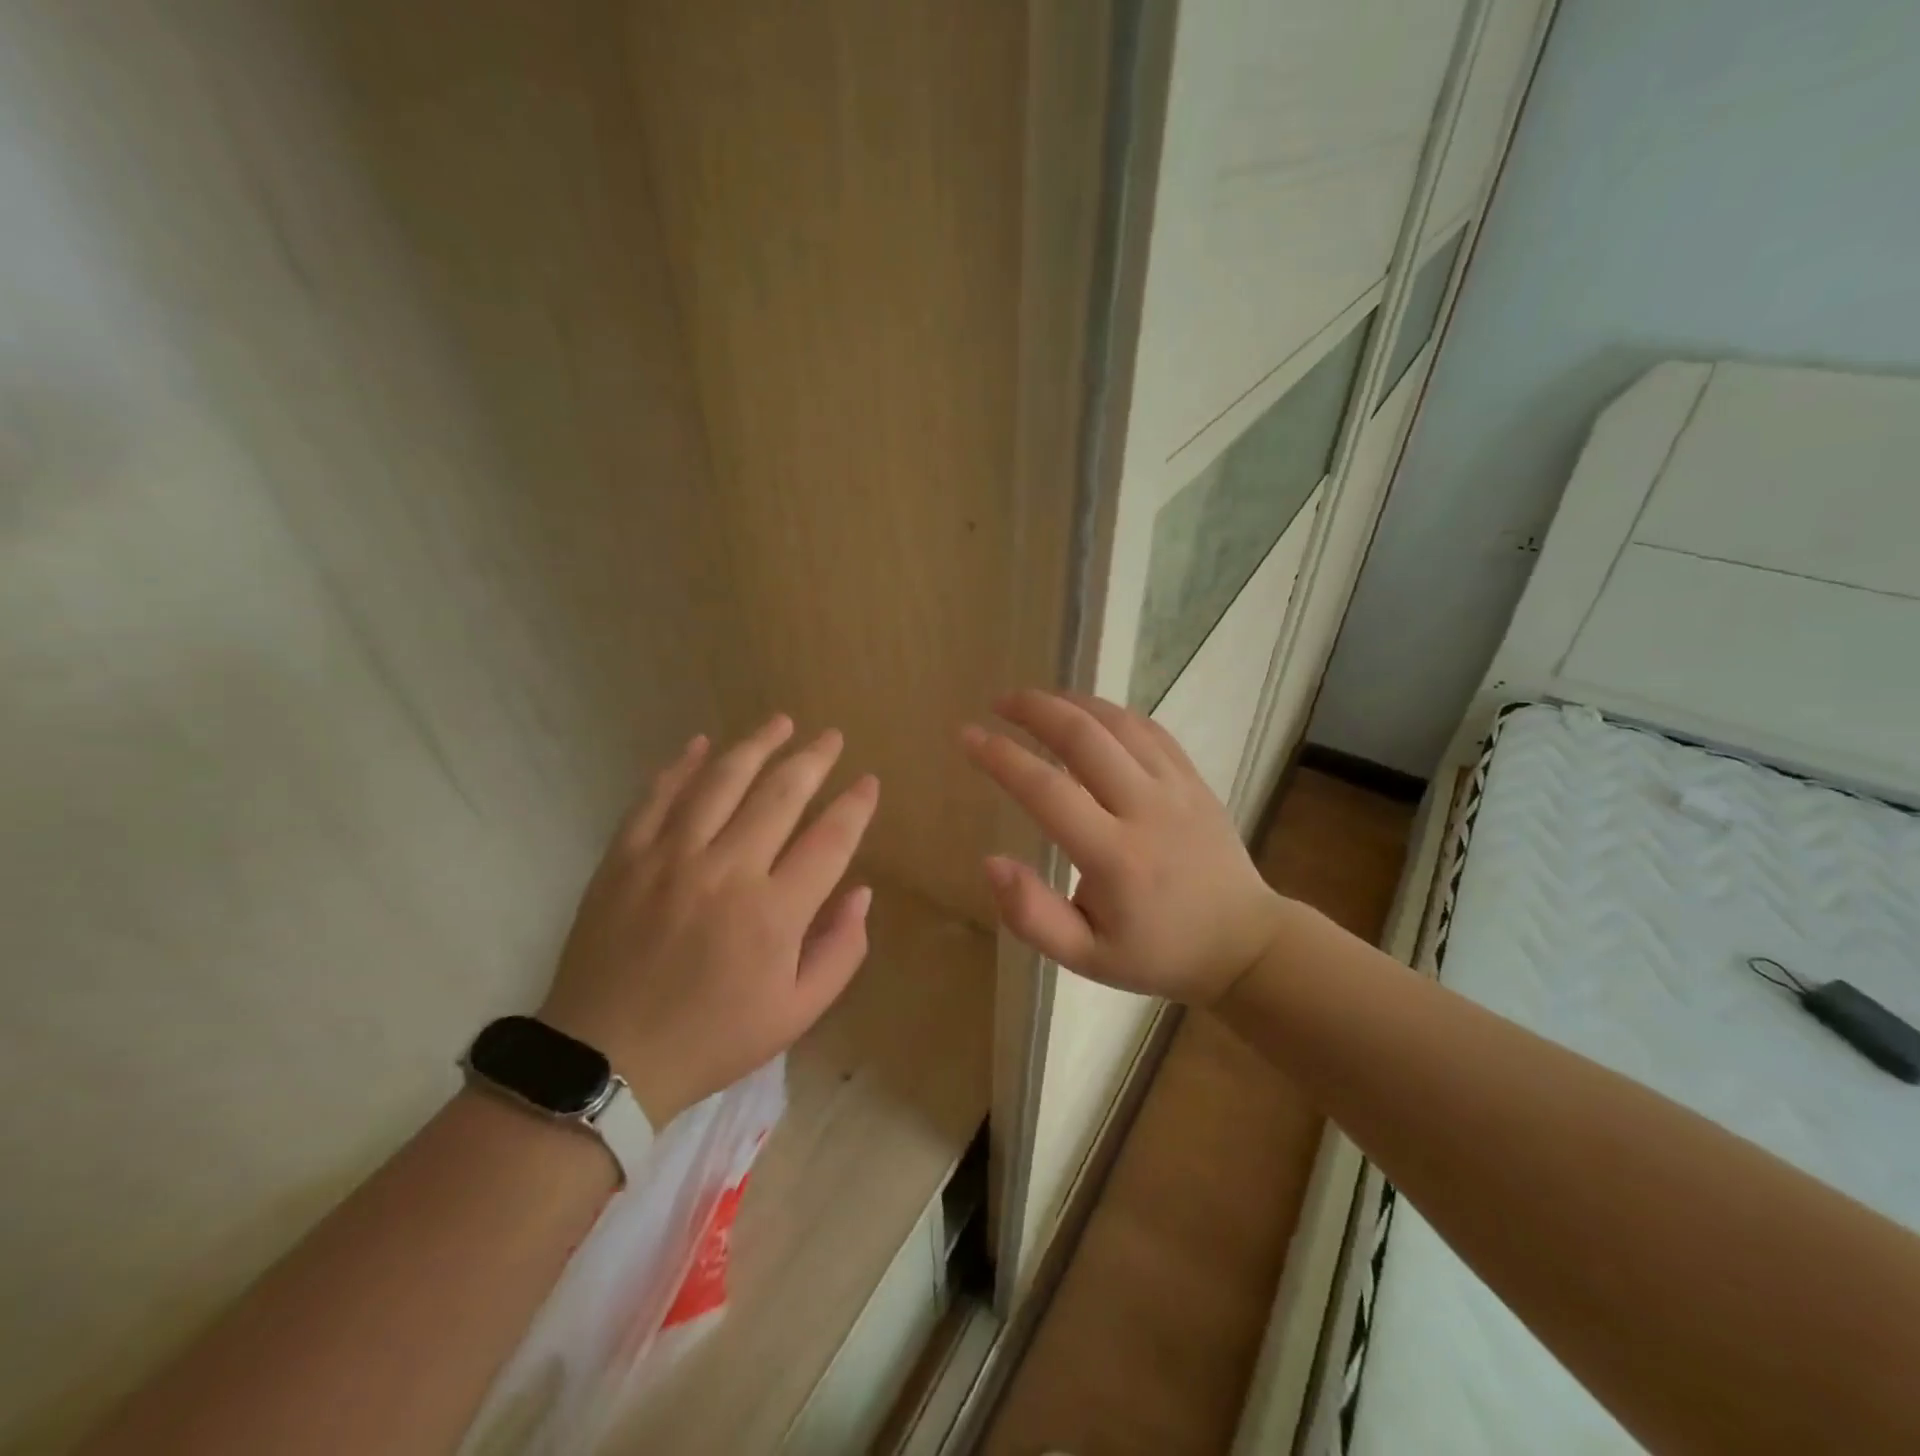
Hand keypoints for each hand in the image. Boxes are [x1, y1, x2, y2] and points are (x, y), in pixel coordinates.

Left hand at [539, 715, 878, 1125]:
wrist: (605, 1060)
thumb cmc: (712, 1039)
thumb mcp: (796, 1014)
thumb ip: (841, 951)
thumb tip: (862, 891)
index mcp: (774, 913)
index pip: (830, 839)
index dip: (855, 806)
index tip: (869, 782)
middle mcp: (727, 870)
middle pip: (781, 794)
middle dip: (814, 759)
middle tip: (832, 737)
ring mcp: (670, 857)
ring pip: (722, 781)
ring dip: (757, 745)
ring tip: (781, 722)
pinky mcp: (625, 857)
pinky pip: (658, 796)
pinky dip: (682, 765)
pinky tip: (702, 743)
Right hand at [961, 689, 1284, 1004]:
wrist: (1243, 944)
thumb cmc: (1156, 953)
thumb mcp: (1086, 957)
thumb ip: (1033, 916)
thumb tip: (991, 862)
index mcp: (1115, 858)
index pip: (1047, 790)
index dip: (1001, 757)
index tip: (968, 736)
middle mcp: (1146, 811)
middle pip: (1084, 738)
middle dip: (1034, 710)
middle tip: (999, 702)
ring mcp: (1177, 789)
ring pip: (1118, 723)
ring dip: (1071, 702)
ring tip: (1035, 701)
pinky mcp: (1195, 780)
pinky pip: (1150, 730)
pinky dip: (1111, 713)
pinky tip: (1087, 714)